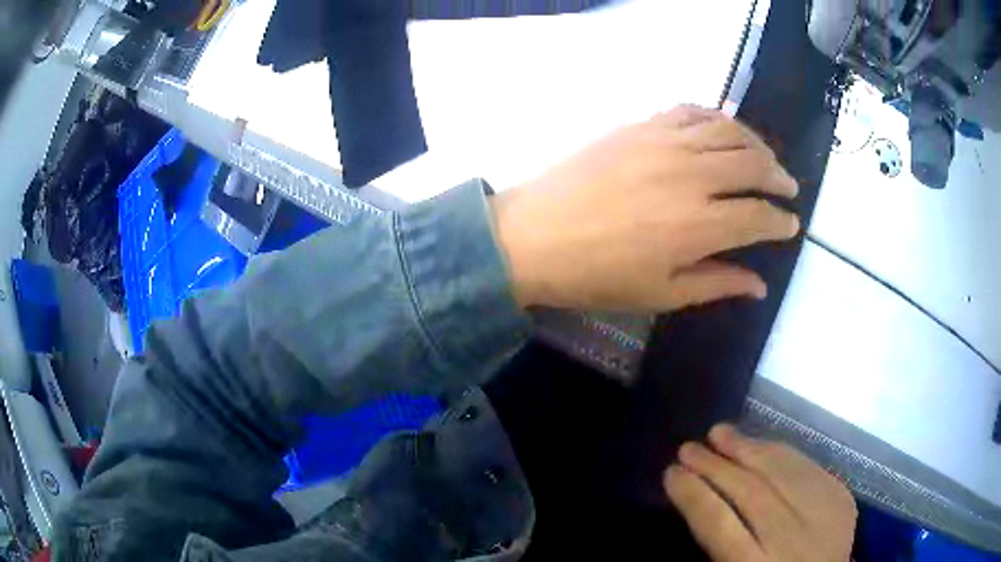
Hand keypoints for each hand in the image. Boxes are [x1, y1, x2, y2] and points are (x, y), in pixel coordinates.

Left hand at [491, 105, 800, 310]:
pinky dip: (715, 118)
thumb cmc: (597, 275)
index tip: (790, 225)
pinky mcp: (641, 125)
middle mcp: (691, 175)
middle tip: (788, 187)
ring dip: (756, 143)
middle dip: (779, 176)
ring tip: (765, 157)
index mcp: (699, 225)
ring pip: (728, 129)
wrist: (535, 235)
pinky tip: (723, 129)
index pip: (758, 216)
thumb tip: (760, 285)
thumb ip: (717, 283)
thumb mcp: (661, 293)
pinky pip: (690, 111)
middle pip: (752, 163)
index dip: (781, 222)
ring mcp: (664, 142)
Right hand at [665, 424, 856, 561]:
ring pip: (782, 472)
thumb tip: (697, 500)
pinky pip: (808, 467)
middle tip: (688, 448)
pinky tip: (761, 443)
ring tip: (720, 433)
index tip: (671, 473)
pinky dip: (781, 452)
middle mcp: (792, 541)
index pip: (719, 524)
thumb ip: (717, 544)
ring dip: (748, 448)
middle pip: (752, 493)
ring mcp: (824, 516)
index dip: (694, 495)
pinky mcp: (842, 500)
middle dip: (716, 466)